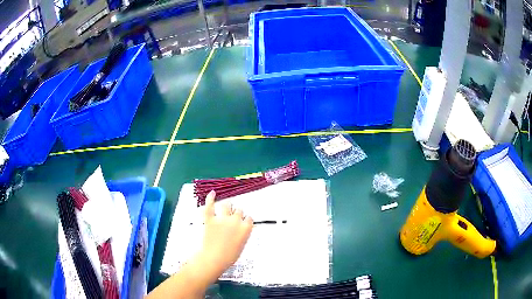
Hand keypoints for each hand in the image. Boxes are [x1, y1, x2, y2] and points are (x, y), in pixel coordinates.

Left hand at [197, 190, 252, 277]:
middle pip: (239, 210)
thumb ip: (242, 234)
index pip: (249, 218)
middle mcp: (235, 221)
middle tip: (232, 219)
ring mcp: (222, 219)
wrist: (214, 259)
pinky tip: (212, 193)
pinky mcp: (210, 219)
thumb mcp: (241, 245)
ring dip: (227, 207)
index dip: (245, 220)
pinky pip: (210, 205)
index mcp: (245, 228)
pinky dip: (210, 198)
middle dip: (237, 214)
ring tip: (225, 208)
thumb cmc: (229, 256)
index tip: (242, 223)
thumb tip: (239, 229)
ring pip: (227, 205)